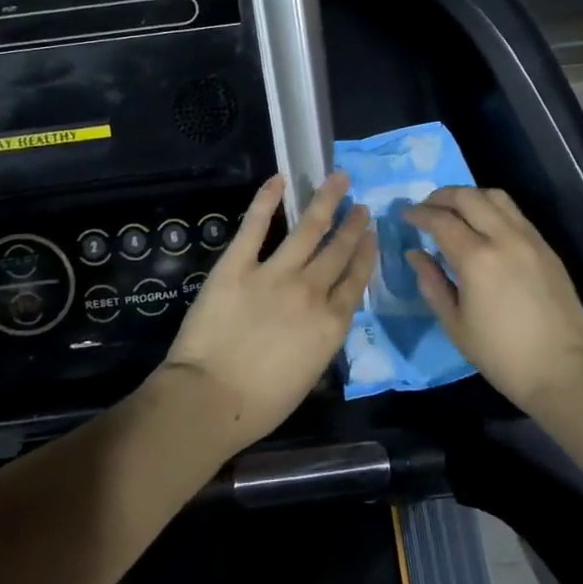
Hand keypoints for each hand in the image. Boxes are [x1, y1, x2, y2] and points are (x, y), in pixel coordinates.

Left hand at [156, 172, 376, 451]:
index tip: (371, 235)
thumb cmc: (260, 404)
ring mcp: (275, 273)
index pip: (356, 280)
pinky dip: (268, 199)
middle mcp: (311, 291)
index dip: (366, 254)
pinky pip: (256, 225)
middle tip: (361, 205)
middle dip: (353, 225)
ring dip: (326, 202)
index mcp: (331, 324)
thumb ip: (320, 339)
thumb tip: (321, 318)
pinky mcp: (238, 265)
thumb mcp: (308, 375)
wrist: (211, 398)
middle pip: (338, 250)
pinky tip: (279, 179)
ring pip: (309, 229)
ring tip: (338, 180)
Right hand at [403, 186, 582, 414]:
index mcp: (477, 258)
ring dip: (469, 197)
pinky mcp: (546, 247)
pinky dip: (492, 209)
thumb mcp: (456, 325)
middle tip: (426, 208)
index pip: (441, 220)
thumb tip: (416, 254)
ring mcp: (530, 239)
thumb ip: (432, 284)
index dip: (418, 214)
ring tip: (455, 211)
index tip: (405, 215)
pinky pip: (515, 213)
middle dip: (441, 196)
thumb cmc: (502, 355)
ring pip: (495, 196)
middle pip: (468, 197)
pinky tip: (484, 226)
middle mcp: (504, 238)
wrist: (564, 370)